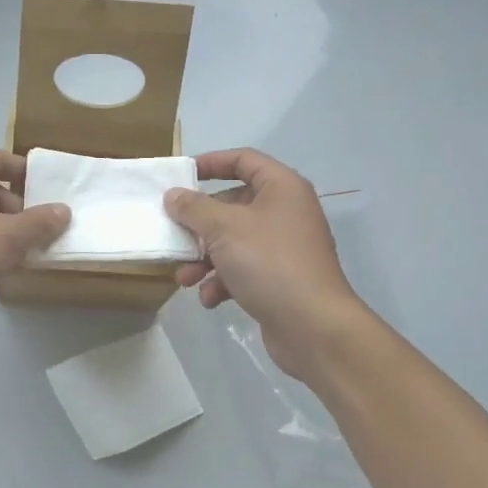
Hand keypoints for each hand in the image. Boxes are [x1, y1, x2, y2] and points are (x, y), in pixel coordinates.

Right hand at [164, 149, 361, 379]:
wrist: (314, 327)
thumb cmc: (269, 262)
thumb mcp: (224, 228)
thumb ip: (194, 208)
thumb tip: (174, 195)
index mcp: (281, 188)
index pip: (244, 160)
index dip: (211, 162)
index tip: (181, 174)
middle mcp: (285, 212)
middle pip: (233, 204)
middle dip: (199, 224)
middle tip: (175, 233)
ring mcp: (283, 248)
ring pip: (233, 241)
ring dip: (204, 258)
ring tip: (185, 278)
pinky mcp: (279, 279)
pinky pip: (242, 269)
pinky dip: (222, 281)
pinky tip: (209, 298)